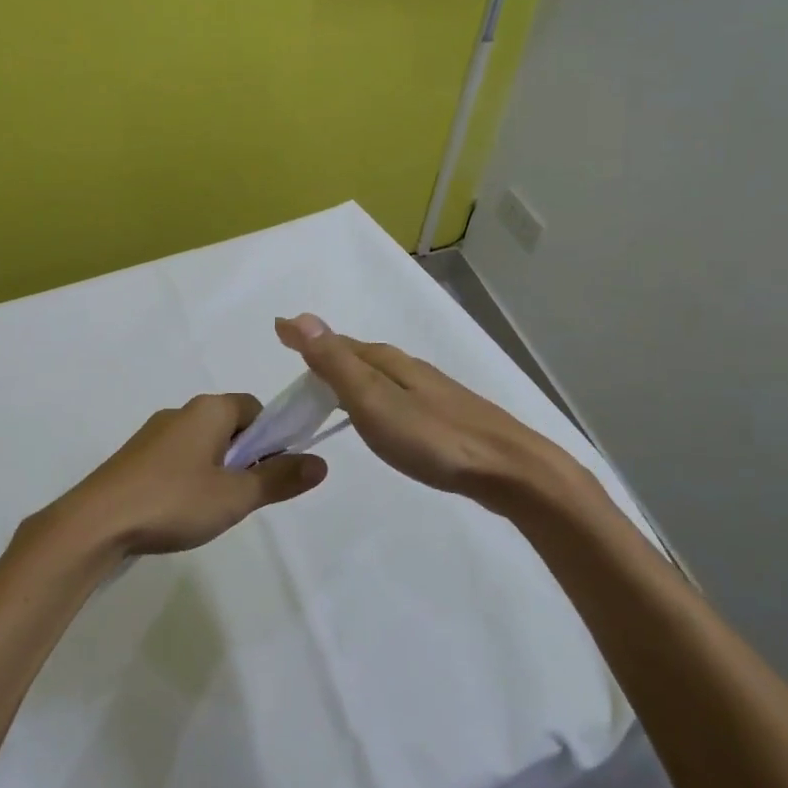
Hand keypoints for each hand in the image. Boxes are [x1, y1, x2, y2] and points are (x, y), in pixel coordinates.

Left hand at [49, 394, 327, 554]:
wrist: (96, 522)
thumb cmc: (174, 501)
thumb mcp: (235, 496)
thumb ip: (280, 478)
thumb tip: (321, 462)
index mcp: (209, 409)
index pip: (255, 408)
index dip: (273, 437)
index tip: (275, 472)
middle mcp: (181, 411)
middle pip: (230, 426)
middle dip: (245, 457)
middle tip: (247, 496)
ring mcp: (154, 434)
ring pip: (203, 444)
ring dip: (218, 470)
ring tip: (215, 509)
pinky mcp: (135, 457)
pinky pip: (177, 458)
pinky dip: (190, 478)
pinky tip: (182, 511)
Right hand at [275, 314, 588, 506]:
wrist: (508, 470)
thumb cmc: (432, 438)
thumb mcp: (373, 401)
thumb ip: (335, 363)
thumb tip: (299, 317)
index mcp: (386, 362)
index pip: (336, 344)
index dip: (306, 341)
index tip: (279, 334)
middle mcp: (408, 368)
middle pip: (358, 357)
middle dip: (327, 358)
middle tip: (298, 369)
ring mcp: (431, 391)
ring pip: (380, 376)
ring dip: (352, 378)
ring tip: (330, 392)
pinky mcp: (446, 416)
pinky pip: (396, 396)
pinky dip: (375, 398)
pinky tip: (381, 417)